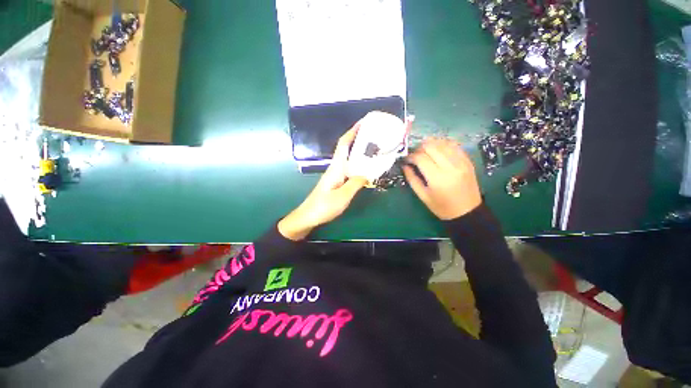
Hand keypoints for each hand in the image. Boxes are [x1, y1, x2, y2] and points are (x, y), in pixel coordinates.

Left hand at [278, 124, 367, 240]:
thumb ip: (356, 183)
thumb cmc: (323, 206)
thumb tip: (367, 173)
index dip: (353, 131)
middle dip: (359, 139)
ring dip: (360, 151)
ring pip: (349, 159)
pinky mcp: (337, 182)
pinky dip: (358, 165)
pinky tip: (366, 168)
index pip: (344, 144)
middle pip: (347, 149)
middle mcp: (336, 168)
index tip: (364, 122)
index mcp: (336, 167)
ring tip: (375, 149)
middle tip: (375, 135)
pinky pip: (350, 169)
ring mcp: (336, 175)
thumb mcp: (343, 196)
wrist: (308, 217)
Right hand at [403, 138, 481, 219]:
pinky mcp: (468, 161)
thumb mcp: (423, 196)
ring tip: (424, 151)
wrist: (467, 212)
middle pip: (431, 146)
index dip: (411, 156)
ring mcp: (461, 162)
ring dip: (431, 144)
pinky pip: (454, 145)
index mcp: (437, 178)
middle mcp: (450, 167)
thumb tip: (405, 165)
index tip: (406, 159)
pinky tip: (437, 149)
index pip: (421, 158)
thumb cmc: (441, 207)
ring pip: (443, 143)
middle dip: (419, 148)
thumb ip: (412, 179)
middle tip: (415, 154)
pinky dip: (443, 144)